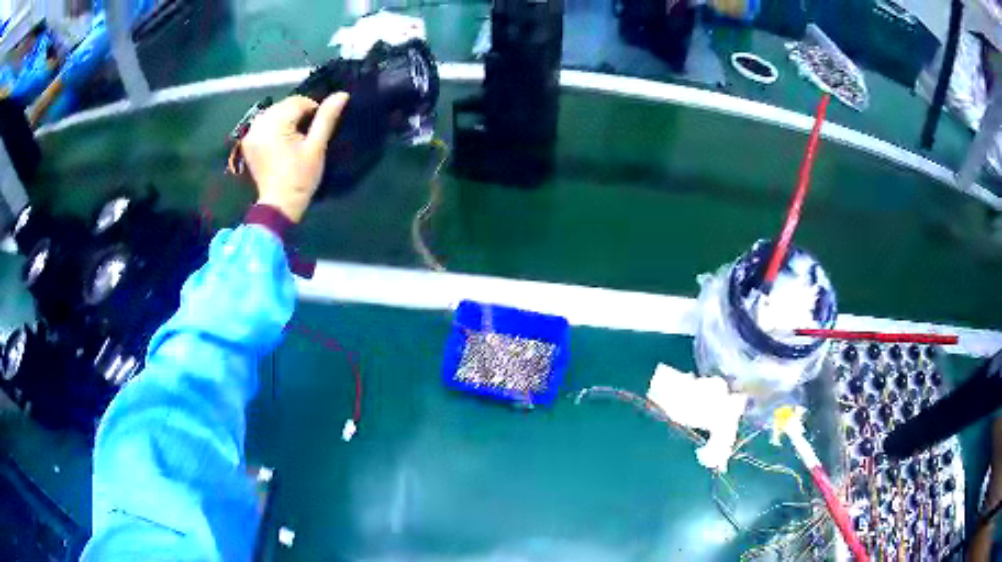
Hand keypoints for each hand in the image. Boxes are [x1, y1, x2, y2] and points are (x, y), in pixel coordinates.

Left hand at [242, 93, 348, 222]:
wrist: (280, 204)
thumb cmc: (300, 177)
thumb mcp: (316, 146)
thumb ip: (327, 118)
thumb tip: (342, 94)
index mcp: (275, 124)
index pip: (298, 102)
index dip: (313, 111)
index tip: (317, 130)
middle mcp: (259, 124)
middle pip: (284, 106)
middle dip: (298, 114)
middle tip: (307, 134)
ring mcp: (251, 133)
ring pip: (274, 113)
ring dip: (286, 119)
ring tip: (294, 138)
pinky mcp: (248, 142)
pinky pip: (264, 123)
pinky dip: (274, 126)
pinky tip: (280, 141)